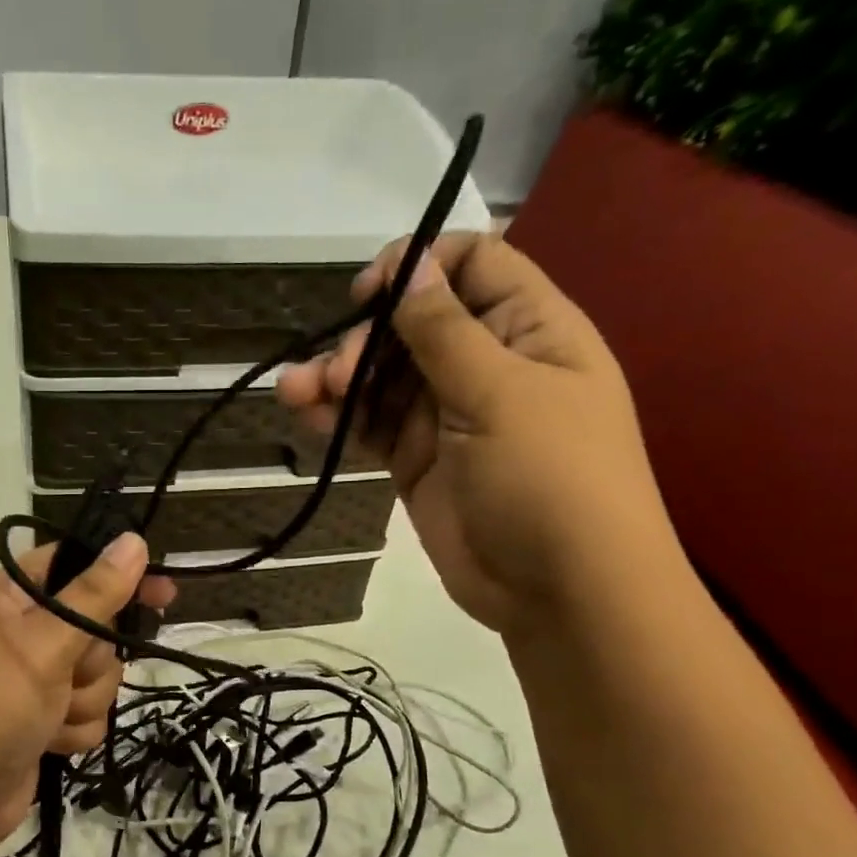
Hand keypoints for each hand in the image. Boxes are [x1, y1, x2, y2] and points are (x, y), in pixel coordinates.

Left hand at [0, 536, 174, 855]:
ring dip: (83, 700)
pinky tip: (49, 742)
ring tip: (49, 717)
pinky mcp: (43, 719)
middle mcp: (21, 631)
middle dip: (92, 660)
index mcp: (8, 597)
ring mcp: (32, 678)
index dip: (118, 576)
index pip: (74, 565)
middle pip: (95, 626)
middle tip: (69, 674)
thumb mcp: (44, 643)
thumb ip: (94, 594)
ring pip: (99, 675)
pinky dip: (74, 730)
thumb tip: (134, 540)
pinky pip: (87, 712)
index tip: (162, 592)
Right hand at [277, 232, 679, 635]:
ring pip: (383, 377)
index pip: (474, 266)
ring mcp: (447, 416)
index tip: (369, 293)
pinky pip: (370, 426)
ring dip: (338, 377)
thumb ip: (446, 333)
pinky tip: (304, 413)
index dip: (420, 268)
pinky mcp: (416, 461)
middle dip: (367, 337)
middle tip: (339, 372)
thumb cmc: (550, 478)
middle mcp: (488, 364)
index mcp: (530, 330)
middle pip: (414, 324)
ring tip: (296, 392)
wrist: (560, 591)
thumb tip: (412, 266)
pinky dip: (338, 417)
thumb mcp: (502, 394)